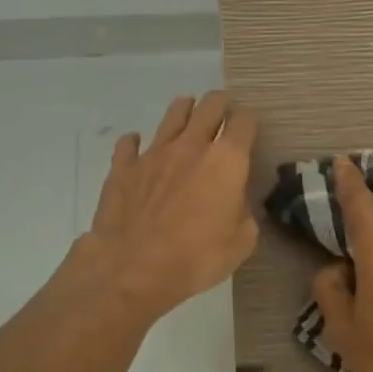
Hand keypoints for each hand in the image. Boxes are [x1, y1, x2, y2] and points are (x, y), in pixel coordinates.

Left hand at [74, 91, 259, 322]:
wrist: (133, 269)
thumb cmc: (196, 257)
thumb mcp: (241, 243)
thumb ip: (243, 213)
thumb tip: (235, 203)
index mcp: (226, 161)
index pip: (243, 122)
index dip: (248, 120)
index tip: (248, 124)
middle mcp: (191, 146)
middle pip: (209, 107)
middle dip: (219, 102)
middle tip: (222, 106)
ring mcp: (153, 153)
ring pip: (172, 116)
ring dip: (183, 110)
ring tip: (187, 109)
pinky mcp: (123, 168)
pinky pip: (129, 144)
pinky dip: (135, 142)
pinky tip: (136, 145)